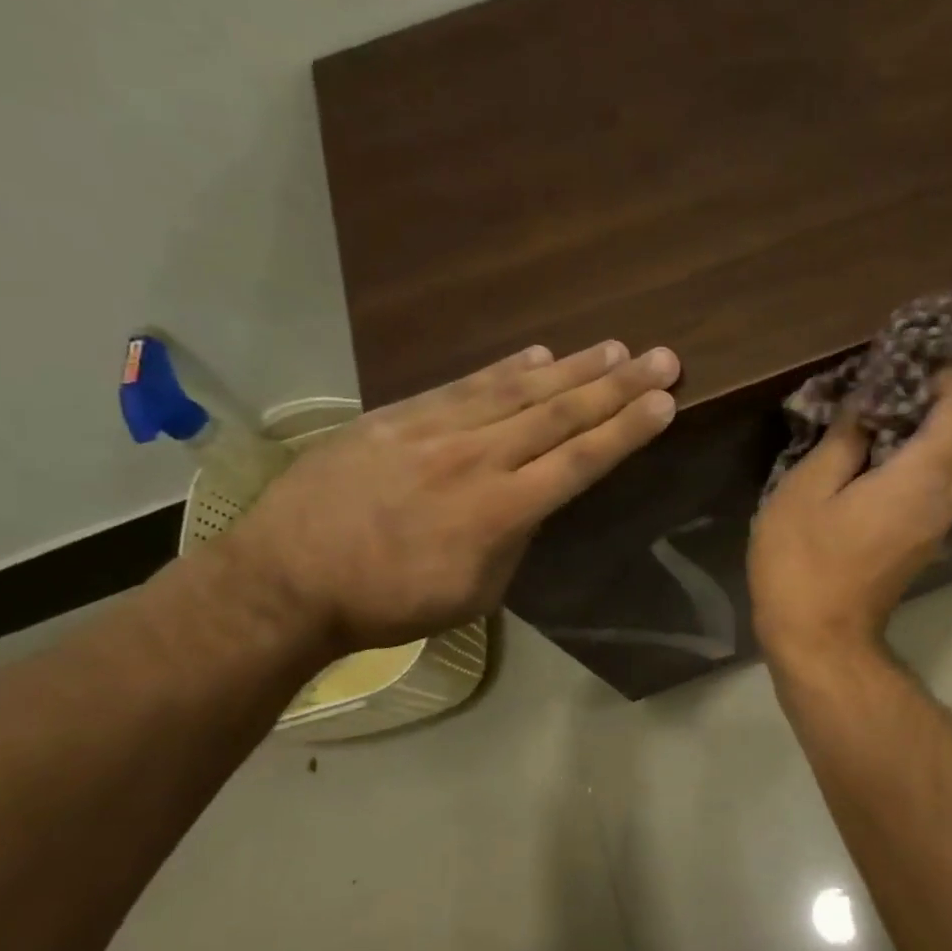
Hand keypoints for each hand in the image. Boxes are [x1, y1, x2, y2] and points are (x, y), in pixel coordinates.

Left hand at [224, 340, 680, 652]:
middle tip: (661, 358)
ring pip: (517, 391)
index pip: (580, 460)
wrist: (286, 580)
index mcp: (500, 512)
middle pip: (559, 415)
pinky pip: (463, 386)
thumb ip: (515, 539)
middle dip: (618, 386)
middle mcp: (476, 460)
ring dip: (572, 368)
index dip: (627, 429)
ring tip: (614, 348)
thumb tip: (534, 498)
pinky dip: (504, 368)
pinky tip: (537, 353)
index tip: (665, 401)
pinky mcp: (397, 417)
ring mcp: (434, 432)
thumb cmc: (389, 602)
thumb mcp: (474, 592)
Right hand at [749, 371, 951, 663]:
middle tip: (921, 383)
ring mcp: (943, 523)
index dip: (949, 378)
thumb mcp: (805, 491)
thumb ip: (843, 440)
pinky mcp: (929, 538)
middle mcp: (946, 499)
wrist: (821, 640)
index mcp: (920, 481)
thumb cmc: (802, 564)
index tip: (914, 362)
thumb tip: (866, 405)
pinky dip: (942, 452)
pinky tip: (894, 446)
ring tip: (904, 408)